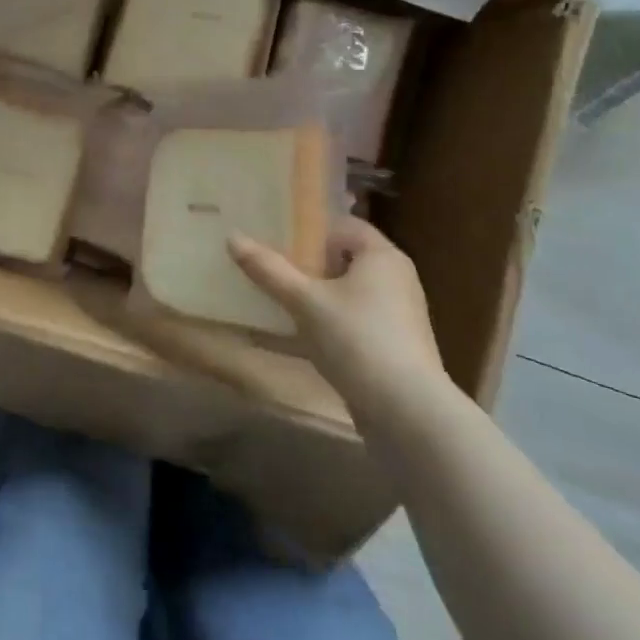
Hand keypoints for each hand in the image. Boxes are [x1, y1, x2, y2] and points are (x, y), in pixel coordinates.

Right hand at [229, 218, 448, 415]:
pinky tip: (290, 342)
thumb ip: (268, 269)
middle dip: (306, 266)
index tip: (275, 240)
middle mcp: (396, 280)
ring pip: (345, 296)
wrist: (407, 412)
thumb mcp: (304, 301)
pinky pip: (350, 325)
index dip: (310, 231)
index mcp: (382, 257)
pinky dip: (323, 327)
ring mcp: (396, 317)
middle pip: (343, 262)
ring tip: (273, 303)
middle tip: (268, 270)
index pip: (344, 227)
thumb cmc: (357, 339)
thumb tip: (232, 237)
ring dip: (312, 299)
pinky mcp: (391, 349)